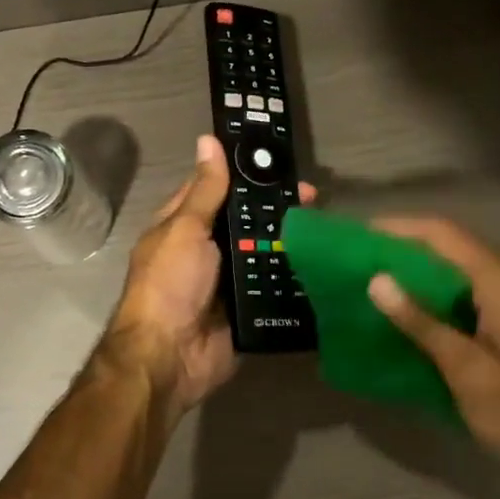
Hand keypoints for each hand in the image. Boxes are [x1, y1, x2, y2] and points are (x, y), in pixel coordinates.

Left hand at [104, 135, 313, 415]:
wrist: (170, 358)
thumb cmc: (170, 284)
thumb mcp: (185, 229)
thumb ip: (205, 190)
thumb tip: (209, 140)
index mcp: (183, 225)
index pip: (216, 188)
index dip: (243, 173)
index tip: (279, 160)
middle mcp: (207, 250)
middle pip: (246, 222)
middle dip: (277, 209)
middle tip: (317, 197)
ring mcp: (229, 281)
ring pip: (265, 253)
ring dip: (291, 242)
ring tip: (329, 227)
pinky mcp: (248, 310)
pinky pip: (275, 289)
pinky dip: (295, 279)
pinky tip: (327, 266)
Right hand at [365, 217, 499, 498]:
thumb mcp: (471, 378)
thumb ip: (423, 324)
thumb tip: (378, 280)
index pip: (447, 237)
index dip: (401, 229)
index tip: (362, 233)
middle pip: (464, 250)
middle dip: (414, 252)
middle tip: (369, 265)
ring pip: (481, 274)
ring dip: (437, 277)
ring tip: (392, 290)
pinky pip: (498, 296)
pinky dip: (461, 298)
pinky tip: (437, 318)